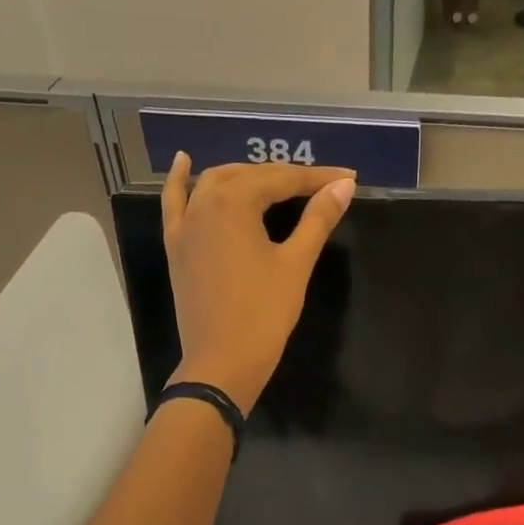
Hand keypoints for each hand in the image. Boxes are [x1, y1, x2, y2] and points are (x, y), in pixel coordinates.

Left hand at [162, 152, 355, 412]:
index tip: (348, 178)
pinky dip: (180, 182)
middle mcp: (205, 203)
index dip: (318, 179)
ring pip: (214, 184)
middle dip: (285, 177)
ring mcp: (185, 225)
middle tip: (320, 186)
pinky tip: (184, 162)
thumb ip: (318, 220)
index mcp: (235, 202)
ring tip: (273, 180)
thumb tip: (343, 187)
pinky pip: (175, 204)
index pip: (283, 179)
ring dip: (245, 176)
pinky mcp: (176, 247)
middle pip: (249, 177)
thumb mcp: (295, 264)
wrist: (222, 362)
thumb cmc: (264, 314)